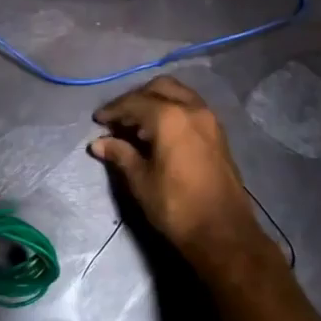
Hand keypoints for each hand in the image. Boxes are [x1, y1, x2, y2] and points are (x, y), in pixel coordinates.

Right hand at [89, 76, 265, 268]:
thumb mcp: (141, 181)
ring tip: (137, 125)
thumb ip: (120, 154)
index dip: (113, 110)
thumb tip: (98, 143)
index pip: (135, 102)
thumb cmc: (176, 206)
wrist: (222, 232)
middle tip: (118, 119)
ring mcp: (210, 120)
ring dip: (156, 102)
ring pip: (179, 95)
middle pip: (160, 88)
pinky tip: (159, 133)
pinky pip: (191, 109)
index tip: (98, 120)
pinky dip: (172, 111)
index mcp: (170, 117)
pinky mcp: (218, 134)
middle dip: (136, 98)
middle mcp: (193, 109)